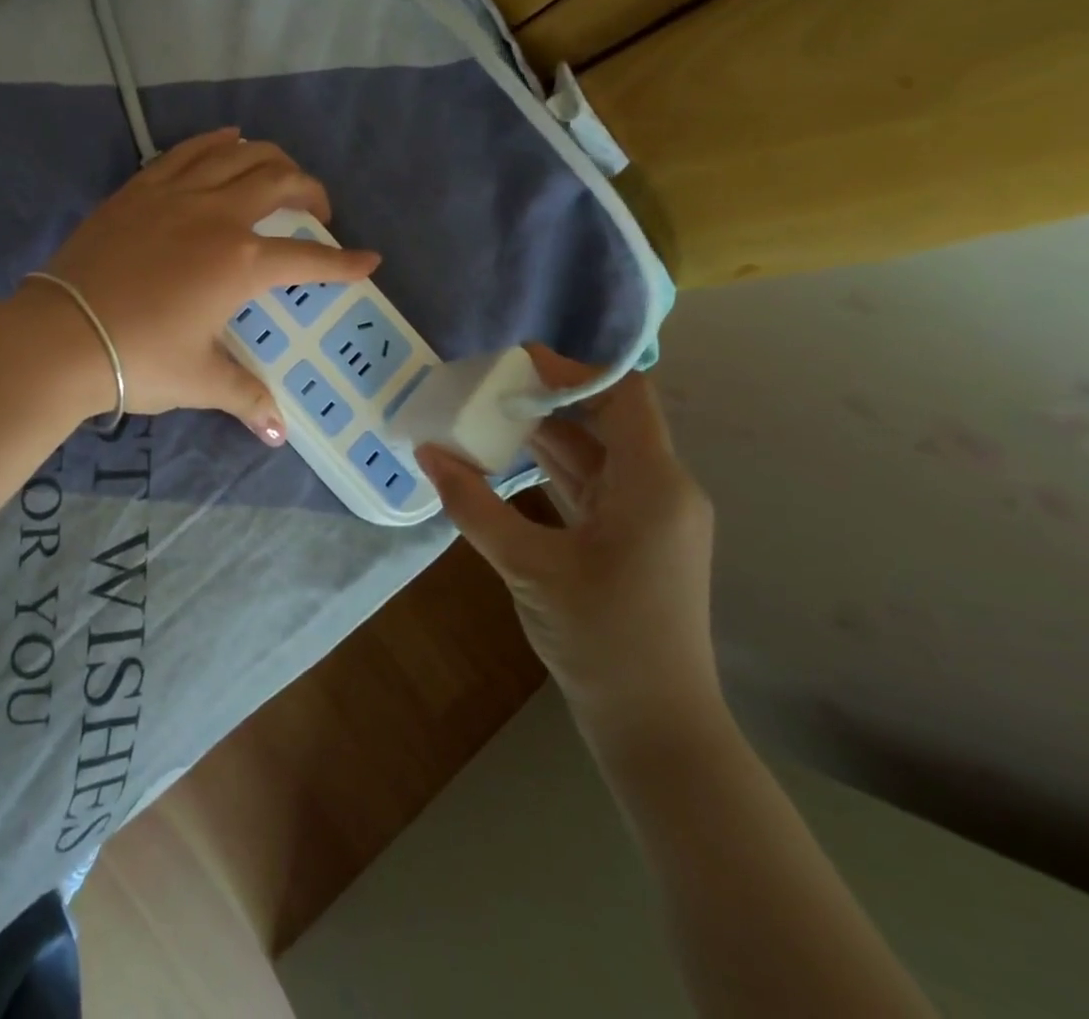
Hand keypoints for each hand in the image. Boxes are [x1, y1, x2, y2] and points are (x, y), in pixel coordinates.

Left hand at [29, 128, 378, 440]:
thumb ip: (246, 397)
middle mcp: (217, 216)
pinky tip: (227, 140)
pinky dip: (215, 143)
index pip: (308, 259)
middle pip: (280, 182)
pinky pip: (187, 152)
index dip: (344, 263)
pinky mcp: (138, 189)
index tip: (368, 260)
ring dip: (270, 158)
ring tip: (281, 172)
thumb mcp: (200, 380)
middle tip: (318, 211)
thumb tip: (279, 433)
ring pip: (237, 155)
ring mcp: (175, 195)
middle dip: (311, 192)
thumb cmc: (138, 358)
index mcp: (241, 263)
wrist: (60, 335)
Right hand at [415, 347, 719, 751]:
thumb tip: (427, 452)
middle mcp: (660, 490)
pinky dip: (551, 468)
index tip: (515, 362)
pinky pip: (591, 485)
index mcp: (654, 486)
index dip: (572, 371)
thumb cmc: (603, 640)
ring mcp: (648, 516)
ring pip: (595, 453)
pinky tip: (506, 461)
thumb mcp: (529, 567)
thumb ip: (475, 505)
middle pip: (606, 420)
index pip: (624, 397)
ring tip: (485, 414)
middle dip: (547, 399)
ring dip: (544, 434)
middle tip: (487, 386)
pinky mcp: (632, 539)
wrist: (656, 726)